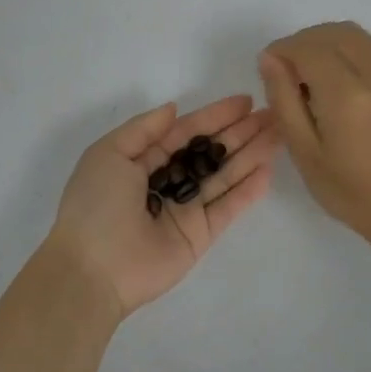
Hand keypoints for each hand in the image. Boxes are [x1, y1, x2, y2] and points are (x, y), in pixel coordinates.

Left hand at [46, 96, 277, 317]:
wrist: (91, 269)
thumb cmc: (95, 203)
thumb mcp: (109, 153)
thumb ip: (144, 129)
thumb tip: (174, 108)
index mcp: (142, 160)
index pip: (186, 132)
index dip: (215, 116)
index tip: (245, 101)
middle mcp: (167, 182)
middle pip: (210, 152)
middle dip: (239, 133)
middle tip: (272, 115)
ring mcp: (185, 209)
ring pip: (224, 177)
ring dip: (250, 155)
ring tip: (278, 135)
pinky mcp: (199, 236)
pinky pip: (227, 208)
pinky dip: (247, 190)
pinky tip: (267, 170)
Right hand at [257, 22, 370, 250]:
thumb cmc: (350, 191)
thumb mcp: (304, 152)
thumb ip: (283, 100)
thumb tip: (269, 59)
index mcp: (345, 95)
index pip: (307, 48)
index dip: (281, 51)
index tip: (268, 71)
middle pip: (329, 33)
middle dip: (300, 43)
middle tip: (286, 74)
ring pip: (351, 33)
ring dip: (323, 42)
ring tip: (309, 75)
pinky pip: (368, 47)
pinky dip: (343, 50)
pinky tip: (334, 81)